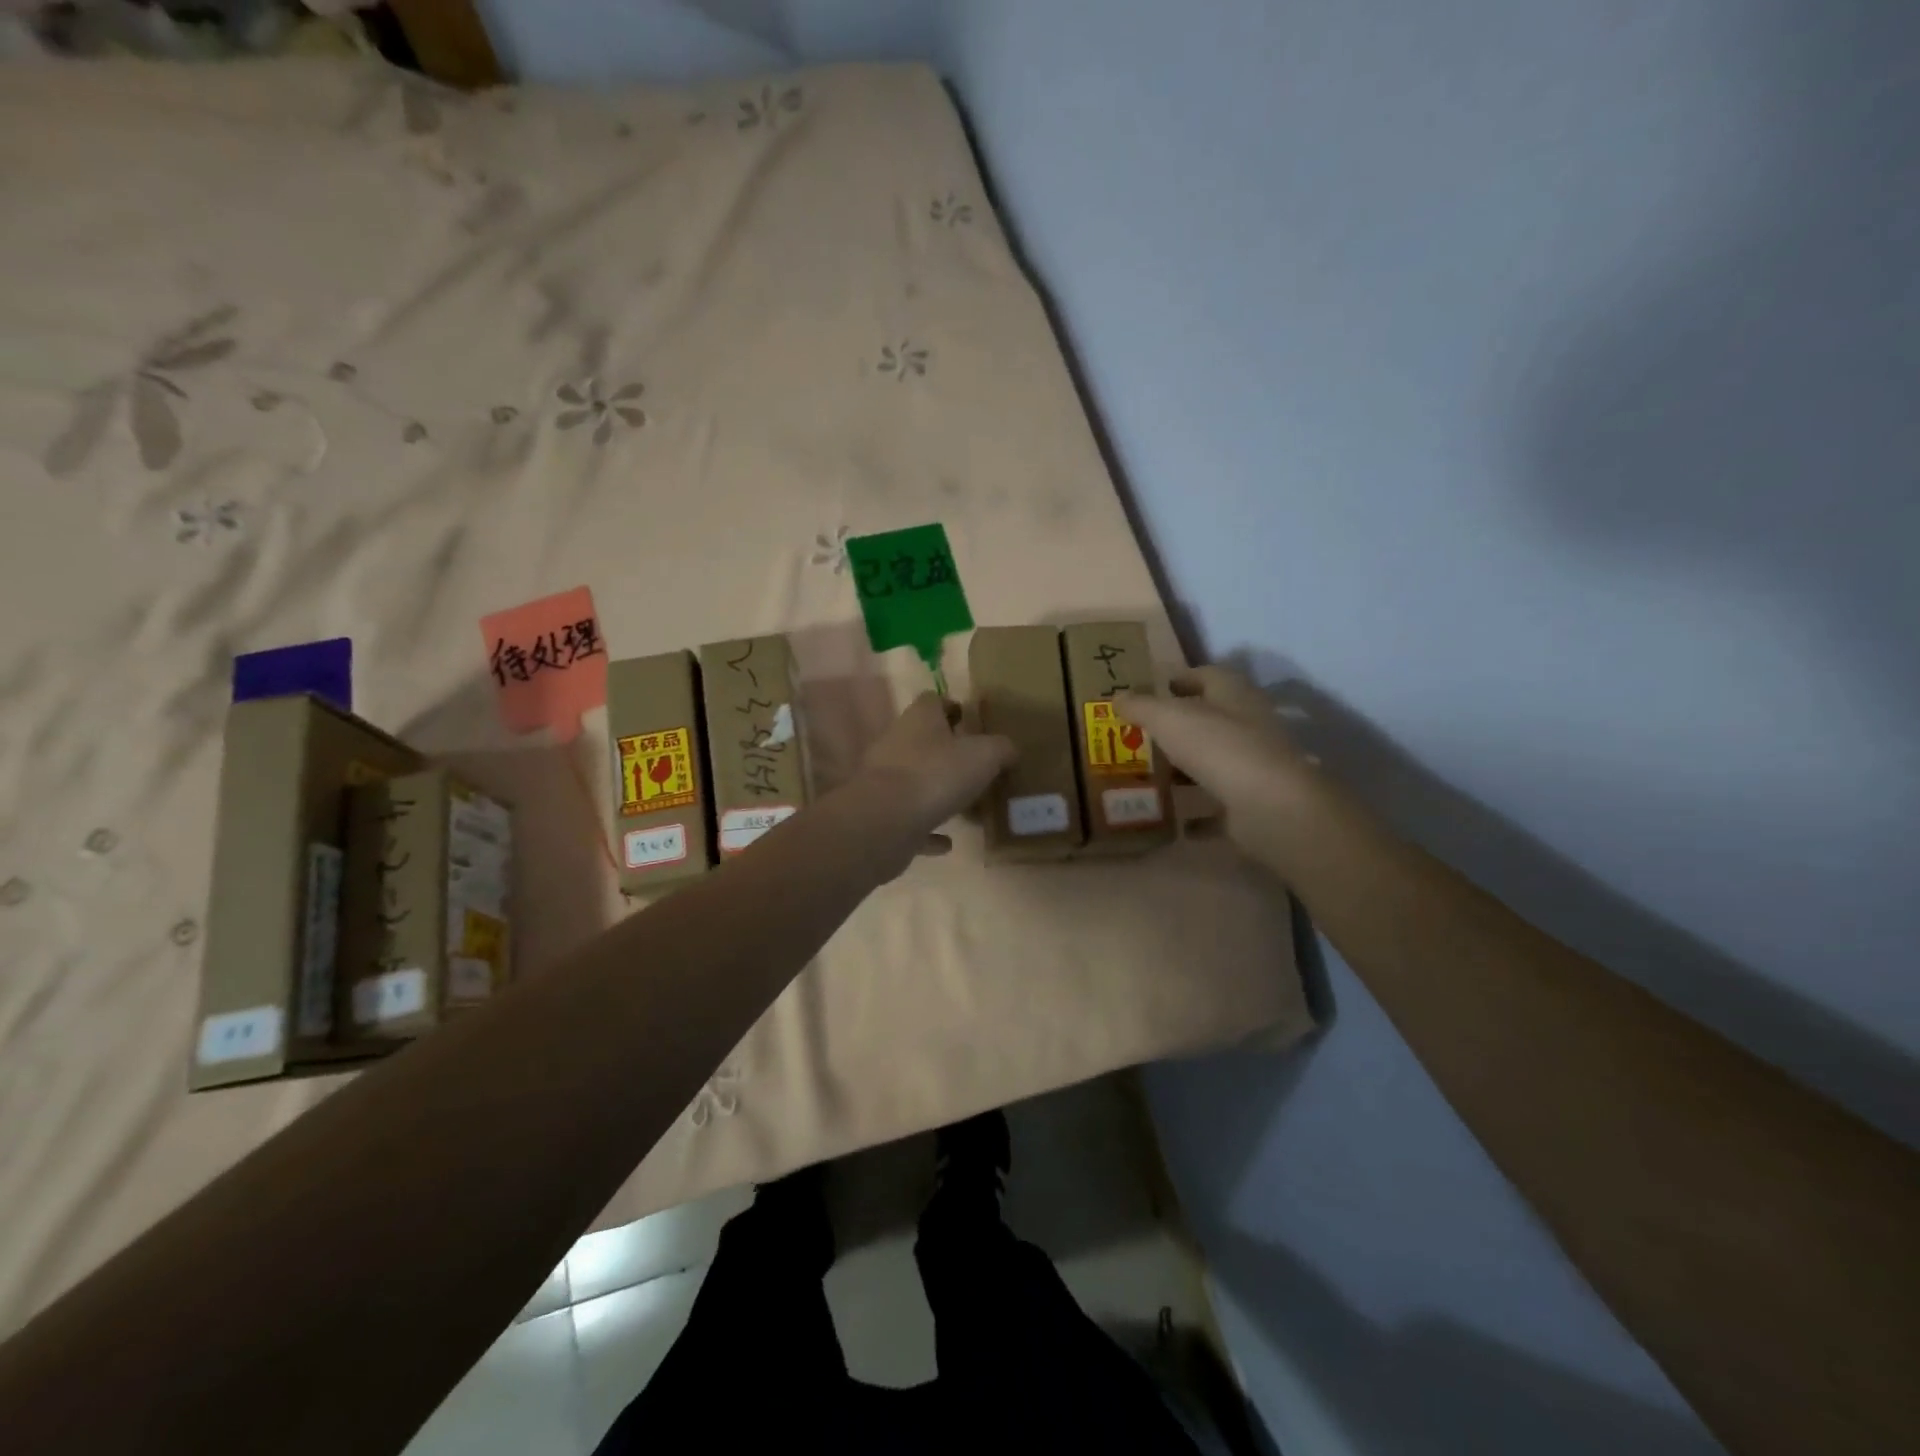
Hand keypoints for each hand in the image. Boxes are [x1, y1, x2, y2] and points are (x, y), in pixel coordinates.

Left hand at [856, 692, 1015, 855]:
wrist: (884, 822)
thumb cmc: (936, 775)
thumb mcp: (984, 755)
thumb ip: (1001, 749)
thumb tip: (1009, 750)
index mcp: (920, 720)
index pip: (933, 701)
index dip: (952, 707)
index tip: (971, 721)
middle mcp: (897, 744)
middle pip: (923, 740)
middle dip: (947, 752)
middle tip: (978, 767)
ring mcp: (885, 781)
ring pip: (915, 780)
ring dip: (938, 792)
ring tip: (967, 806)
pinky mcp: (882, 816)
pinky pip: (910, 820)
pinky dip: (928, 829)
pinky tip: (947, 842)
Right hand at [1119, 667, 1315, 859]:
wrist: (1269, 805)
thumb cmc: (1217, 746)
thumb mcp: (1168, 718)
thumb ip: (1141, 706)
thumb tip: (1118, 696)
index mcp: (1234, 694)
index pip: (1206, 675)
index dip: (1180, 679)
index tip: (1153, 689)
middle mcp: (1250, 723)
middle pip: (1211, 718)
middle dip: (1179, 725)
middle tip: (1143, 734)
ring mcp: (1255, 763)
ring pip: (1215, 759)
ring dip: (1189, 766)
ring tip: (1153, 774)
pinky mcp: (1254, 800)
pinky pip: (1220, 802)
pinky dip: (1200, 809)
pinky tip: (1176, 818)